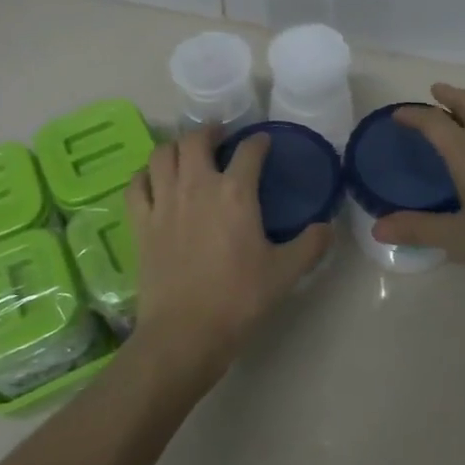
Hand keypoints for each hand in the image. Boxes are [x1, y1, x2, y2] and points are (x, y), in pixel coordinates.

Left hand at [126, 126, 329, 377]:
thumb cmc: (239, 298)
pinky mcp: (141, 222)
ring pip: (162, 154)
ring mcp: (164, 202)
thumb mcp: (286, 273)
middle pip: (196, 140)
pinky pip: (136, 185)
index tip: (264, 144)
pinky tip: (153, 182)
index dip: (259, 142)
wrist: (185, 332)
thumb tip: (327, 227)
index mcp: (236, 193)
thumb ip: (311, 245)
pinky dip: (145, 176)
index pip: (249, 151)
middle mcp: (197, 186)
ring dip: (176, 148)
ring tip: (186, 155)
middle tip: (220, 139)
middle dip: (210, 132)